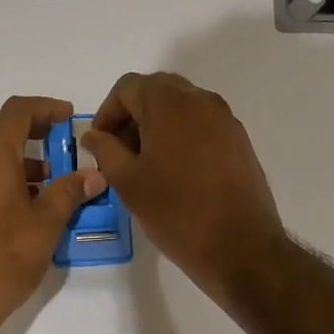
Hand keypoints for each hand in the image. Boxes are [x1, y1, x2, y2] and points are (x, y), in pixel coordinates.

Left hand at [0, 96, 105, 332]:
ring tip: (47, 175)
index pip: (16, 111)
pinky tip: (26, 200)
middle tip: (56, 138)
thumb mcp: (45, 224)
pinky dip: (2, 170)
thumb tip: (94, 175)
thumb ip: (69, 192)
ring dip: (15, 150)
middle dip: (27, 124)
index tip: (68, 118)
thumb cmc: (4, 256)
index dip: (44, 108)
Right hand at [83, 71, 283, 300]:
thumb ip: (105, 151)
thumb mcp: (128, 182)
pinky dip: (181, 136)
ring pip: (181, 107)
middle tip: (119, 152)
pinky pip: (202, 125)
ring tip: (145, 165)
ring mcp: (225, 119)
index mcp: (170, 104)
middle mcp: (201, 100)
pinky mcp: (239, 141)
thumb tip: (93, 135)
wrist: (239, 246)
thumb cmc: (176, 212)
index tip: (99, 144)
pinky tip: (174, 172)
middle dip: (133, 115)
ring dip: (157, 125)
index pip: (128, 87)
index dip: (107, 112)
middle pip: (157, 91)